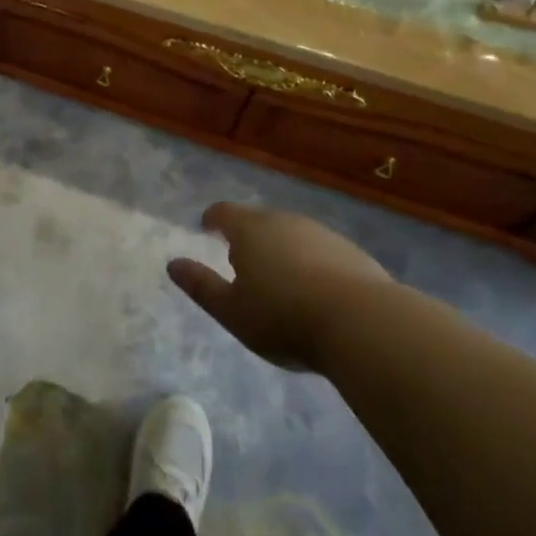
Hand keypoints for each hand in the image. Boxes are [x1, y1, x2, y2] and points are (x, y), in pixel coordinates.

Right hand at [169, 202, 393, 371]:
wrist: (363, 324)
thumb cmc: (284, 316)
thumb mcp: (232, 311)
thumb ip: (200, 286)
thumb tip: (172, 264)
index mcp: (250, 229)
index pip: (224, 212)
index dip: (213, 218)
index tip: (207, 227)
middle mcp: (284, 221)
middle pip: (259, 221)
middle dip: (248, 236)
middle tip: (242, 260)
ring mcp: (322, 234)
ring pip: (292, 235)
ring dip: (282, 250)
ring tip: (280, 279)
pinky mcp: (352, 254)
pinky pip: (322, 252)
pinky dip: (312, 264)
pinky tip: (317, 292)